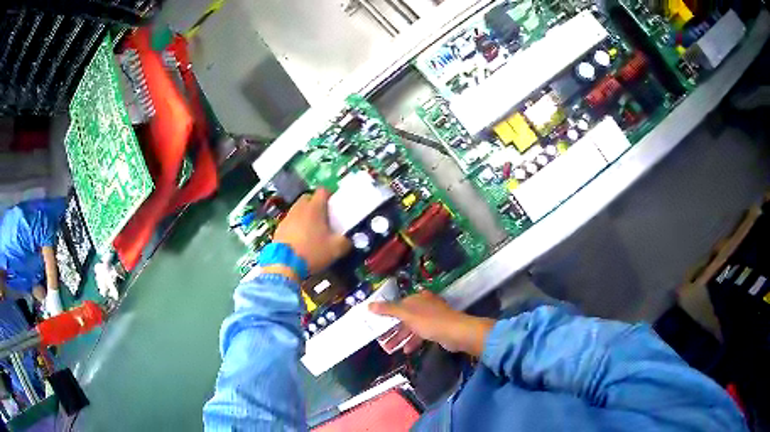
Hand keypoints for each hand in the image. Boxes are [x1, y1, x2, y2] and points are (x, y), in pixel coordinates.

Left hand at [273, 189, 350, 274]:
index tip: (335, 206)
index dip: (330, 196)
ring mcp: (287, 218)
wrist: (284, 264)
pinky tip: (300, 241)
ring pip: (298, 210)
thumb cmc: (312, 251)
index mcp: (315, 207)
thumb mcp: (336, 249)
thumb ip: (346, 241)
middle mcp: (299, 208)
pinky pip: (290, 223)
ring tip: (312, 231)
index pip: (323, 191)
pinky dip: (296, 228)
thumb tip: (349, 240)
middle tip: (324, 218)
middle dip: (316, 205)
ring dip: (305, 216)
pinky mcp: (279, 229)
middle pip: (308, 198)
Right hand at [370, 291, 494, 356]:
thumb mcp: (407, 314)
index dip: (385, 314)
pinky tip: (405, 350)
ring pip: (411, 327)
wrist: (457, 333)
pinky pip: (420, 335)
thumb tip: (369, 305)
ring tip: (388, 349)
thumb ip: (388, 310)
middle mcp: (424, 306)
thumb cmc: (430, 321)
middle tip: (380, 340)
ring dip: (400, 337)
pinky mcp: (436, 330)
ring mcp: (431, 318)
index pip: (397, 304)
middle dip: (391, 329)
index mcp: (417, 299)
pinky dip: (412, 342)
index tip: (375, 323)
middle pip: (403, 317)